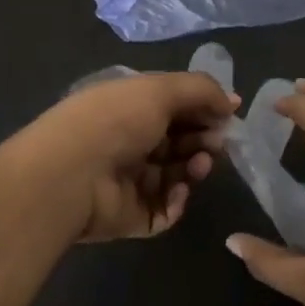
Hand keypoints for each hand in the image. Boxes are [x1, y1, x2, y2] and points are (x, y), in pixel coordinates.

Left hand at [14, 72, 238, 242]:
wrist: (71, 175)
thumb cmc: (116, 120)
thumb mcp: (160, 89)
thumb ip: (202, 91)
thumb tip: (233, 101)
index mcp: (128, 106)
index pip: (173, 106)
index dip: (202, 108)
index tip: (228, 114)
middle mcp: (128, 141)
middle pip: (178, 140)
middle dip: (202, 138)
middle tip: (216, 142)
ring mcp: (129, 181)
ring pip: (176, 175)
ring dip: (194, 167)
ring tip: (199, 164)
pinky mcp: (131, 216)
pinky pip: (165, 209)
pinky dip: (178, 200)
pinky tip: (179, 190)